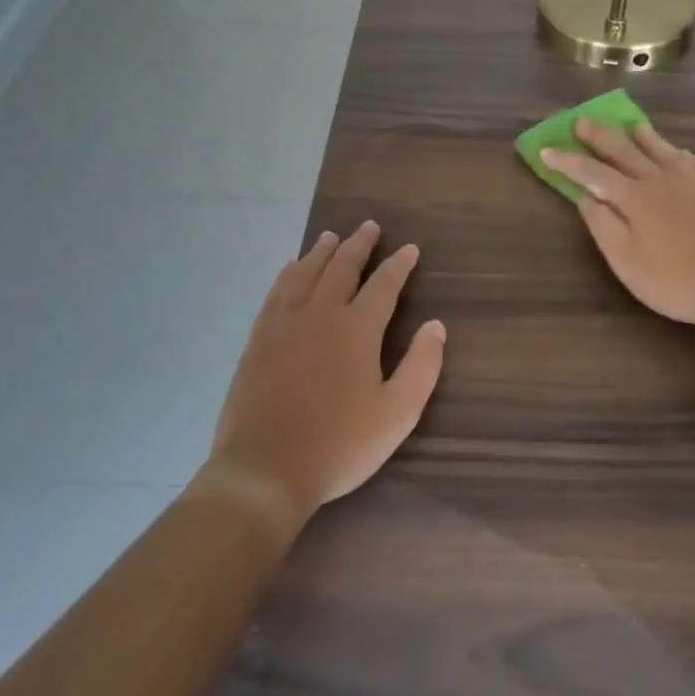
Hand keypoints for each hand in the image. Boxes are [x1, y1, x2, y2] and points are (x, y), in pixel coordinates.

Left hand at [208, 222, 446, 524]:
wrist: (264, 469)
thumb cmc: (339, 445)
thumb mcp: (397, 414)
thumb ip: (421, 366)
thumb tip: (435, 326)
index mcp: (357, 328)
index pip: (384, 284)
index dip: (399, 264)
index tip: (410, 249)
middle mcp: (320, 313)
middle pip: (342, 267)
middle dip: (359, 245)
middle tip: (369, 226)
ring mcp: (284, 323)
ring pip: (305, 273)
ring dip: (321, 252)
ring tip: (330, 237)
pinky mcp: (259, 338)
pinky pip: (276, 292)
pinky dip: (288, 273)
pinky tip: (290, 270)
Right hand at [541, 120, 694, 330]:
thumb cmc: (676, 280)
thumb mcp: (627, 262)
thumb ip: (603, 226)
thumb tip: (585, 197)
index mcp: (634, 197)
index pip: (592, 173)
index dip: (567, 161)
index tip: (546, 150)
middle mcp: (661, 178)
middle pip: (624, 150)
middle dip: (599, 136)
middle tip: (582, 122)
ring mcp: (694, 179)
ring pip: (661, 148)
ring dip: (640, 135)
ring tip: (630, 125)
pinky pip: (692, 159)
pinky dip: (675, 151)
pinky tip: (678, 153)